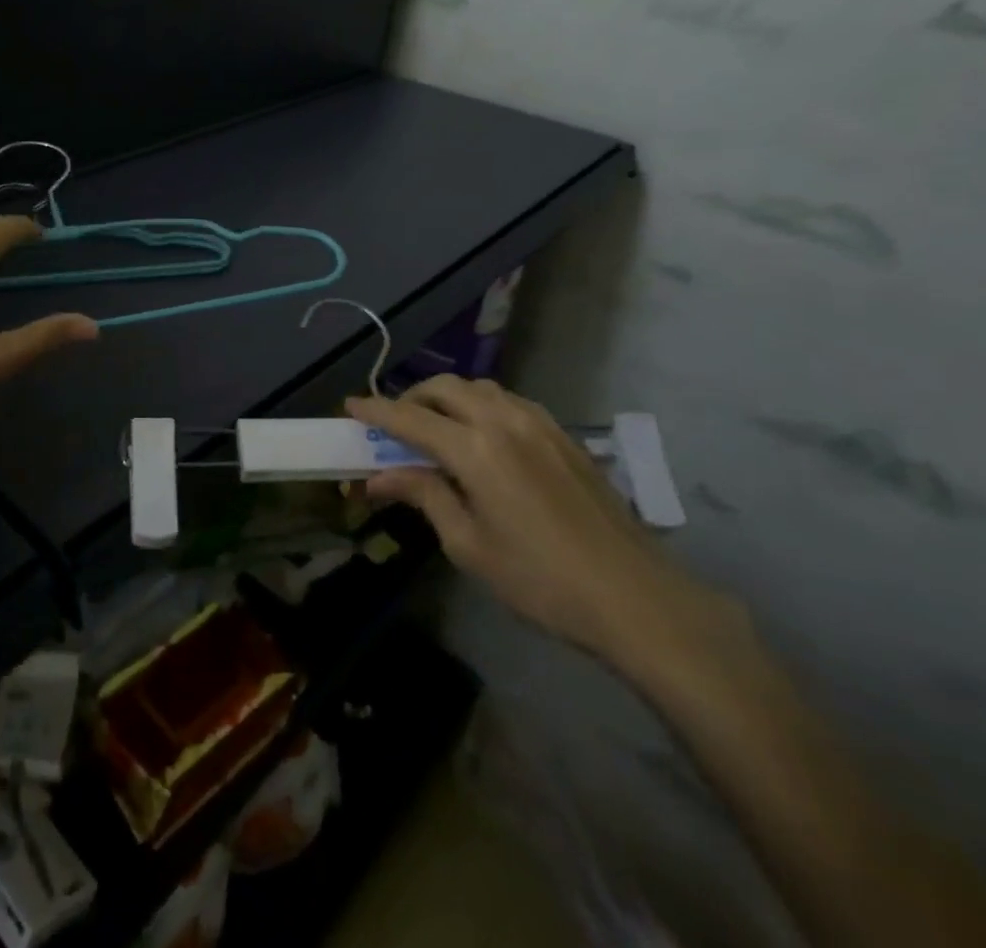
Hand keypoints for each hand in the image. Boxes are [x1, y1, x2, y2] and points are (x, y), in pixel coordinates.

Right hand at [350, 377, 725, 673]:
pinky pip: (510, 402)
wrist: (635, 597)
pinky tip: (483, 435)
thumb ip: (424, 496)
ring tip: (436, 426)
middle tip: (394, 424)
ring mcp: (539, 424)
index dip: (375, 411)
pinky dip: (482, 405)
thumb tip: (379, 476)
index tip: (350, 406)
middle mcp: (503, 422)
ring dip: (448, 397)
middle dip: (412, 397)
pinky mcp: (563, 436)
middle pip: (445, 389)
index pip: (409, 418)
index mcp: (474, 449)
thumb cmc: (540, 580)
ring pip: (480, 389)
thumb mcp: (468, 544)